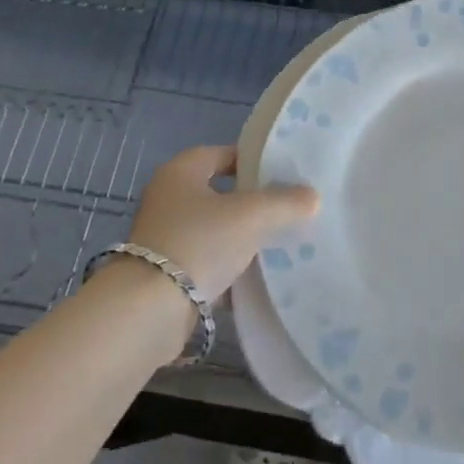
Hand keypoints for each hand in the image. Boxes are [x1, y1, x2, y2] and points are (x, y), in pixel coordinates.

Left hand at [122, 145, 317, 302]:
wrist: (150, 309)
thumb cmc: (200, 242)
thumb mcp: (252, 215)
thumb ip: (285, 202)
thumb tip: (312, 197)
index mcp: (180, 172)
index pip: (221, 154)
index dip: (252, 160)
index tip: (282, 174)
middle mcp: (167, 199)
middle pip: (219, 194)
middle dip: (251, 203)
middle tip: (286, 208)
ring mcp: (164, 238)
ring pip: (214, 230)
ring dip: (241, 237)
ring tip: (279, 244)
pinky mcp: (166, 274)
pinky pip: (207, 263)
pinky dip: (229, 269)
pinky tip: (257, 278)